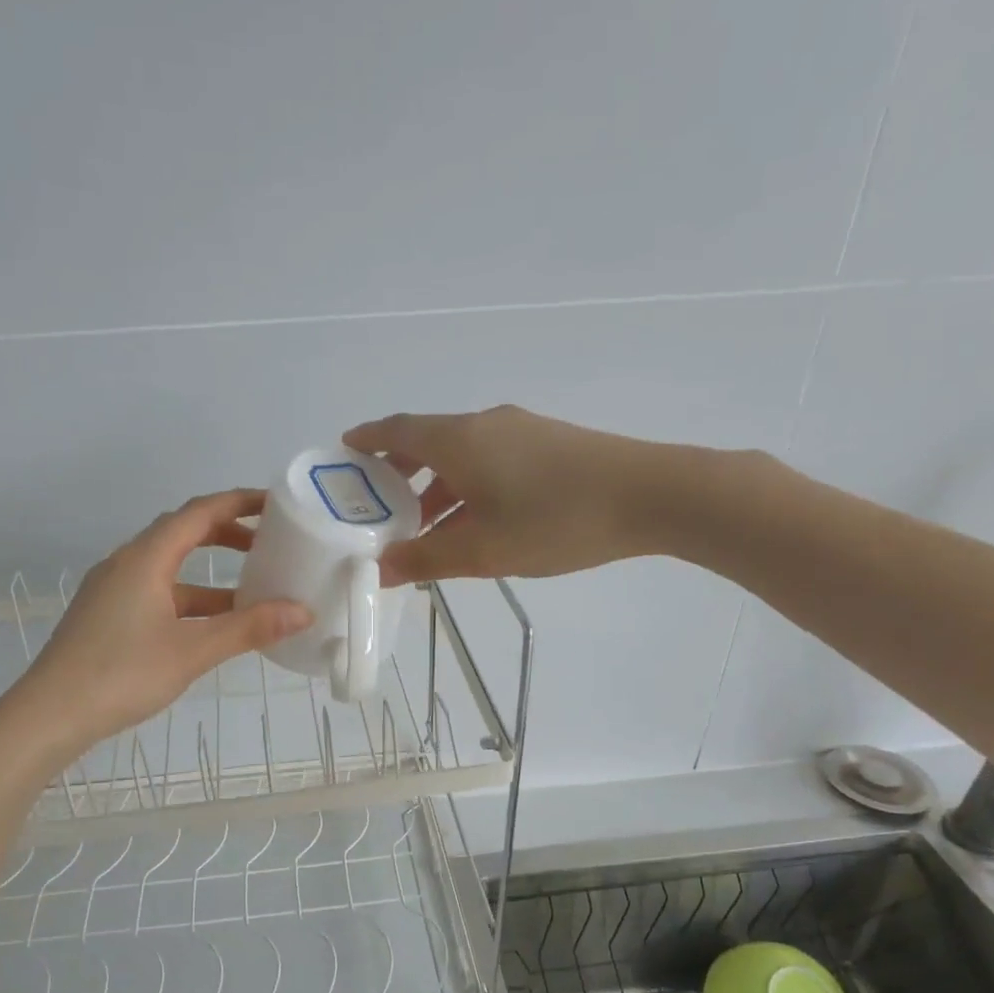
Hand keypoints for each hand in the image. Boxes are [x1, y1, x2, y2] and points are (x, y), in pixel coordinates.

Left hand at [22, 490, 312, 746]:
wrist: (50, 715)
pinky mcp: (107, 616)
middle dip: (226, 535)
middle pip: (182, 534)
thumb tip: (303, 611)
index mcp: (145, 559)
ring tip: (250, 592)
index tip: (275, 505)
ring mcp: (112, 591)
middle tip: (266, 545)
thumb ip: (248, 628)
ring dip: (209, 576)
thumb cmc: (122, 674)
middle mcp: (126, 564)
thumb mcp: (193, 651)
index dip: (238, 503)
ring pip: (169, 569)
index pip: (198, 513)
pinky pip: (157, 593)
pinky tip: (210, 626)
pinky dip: (189, 600)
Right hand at [343, 405, 663, 584]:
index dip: (367, 441)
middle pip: (428, 441)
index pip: (397, 430)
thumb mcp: (483, 550)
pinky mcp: (548, 444)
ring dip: (436, 487)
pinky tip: (476, 521)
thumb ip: (427, 559)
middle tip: (378, 507)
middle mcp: (485, 424)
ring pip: (462, 455)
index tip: (343, 453)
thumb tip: (380, 568)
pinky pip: (490, 461)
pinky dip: (468, 486)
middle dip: (399, 473)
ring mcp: (520, 430)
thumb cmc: (555, 520)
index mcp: (459, 440)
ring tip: (424, 528)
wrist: (650, 495)